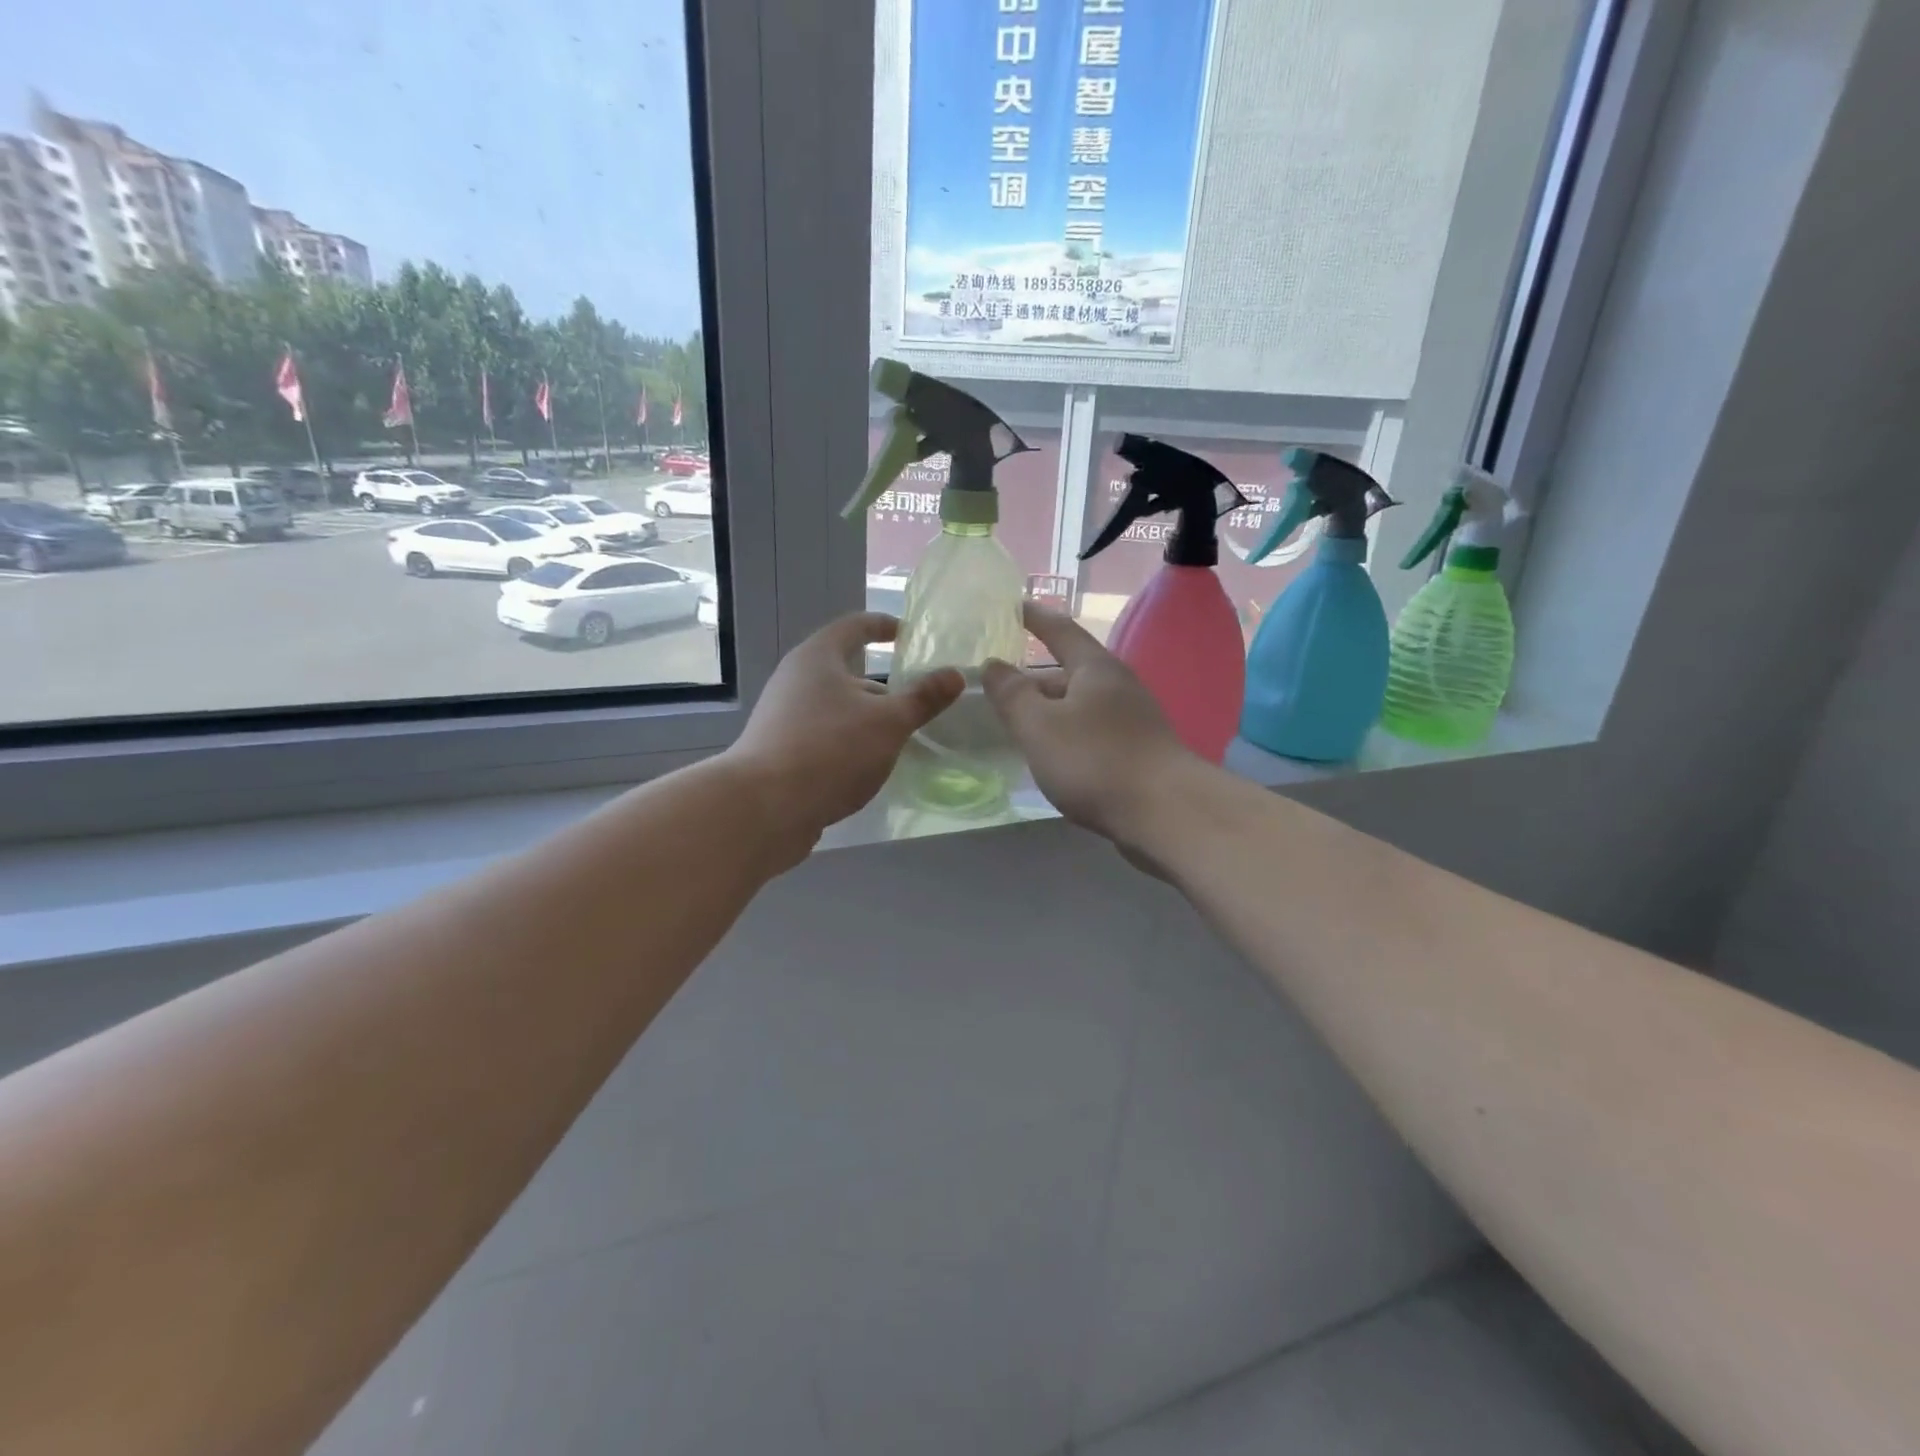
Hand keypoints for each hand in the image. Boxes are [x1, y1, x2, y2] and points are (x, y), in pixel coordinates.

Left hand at [728, 613, 962, 852]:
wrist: (765, 807)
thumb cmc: (831, 750)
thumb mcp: (889, 723)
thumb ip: (923, 699)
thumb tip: (954, 674)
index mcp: (818, 658)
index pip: (854, 627)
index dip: (882, 626)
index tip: (907, 634)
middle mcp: (795, 680)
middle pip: (844, 671)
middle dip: (881, 687)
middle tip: (916, 702)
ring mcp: (782, 717)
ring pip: (835, 708)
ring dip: (866, 719)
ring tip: (899, 739)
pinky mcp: (779, 751)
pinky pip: (823, 737)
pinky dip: (848, 743)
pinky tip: (867, 767)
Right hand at [983, 603, 1196, 846]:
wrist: (1165, 813)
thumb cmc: (1096, 760)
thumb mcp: (1040, 726)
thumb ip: (1012, 695)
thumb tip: (994, 666)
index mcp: (1095, 669)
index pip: (1060, 630)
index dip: (1034, 617)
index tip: (1014, 606)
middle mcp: (1118, 686)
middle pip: (1069, 673)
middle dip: (1034, 679)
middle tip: (1000, 689)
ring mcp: (1133, 721)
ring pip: (1080, 706)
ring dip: (1050, 711)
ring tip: (1019, 725)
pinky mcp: (1139, 752)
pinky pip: (1092, 732)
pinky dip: (1067, 735)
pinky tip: (1053, 757)